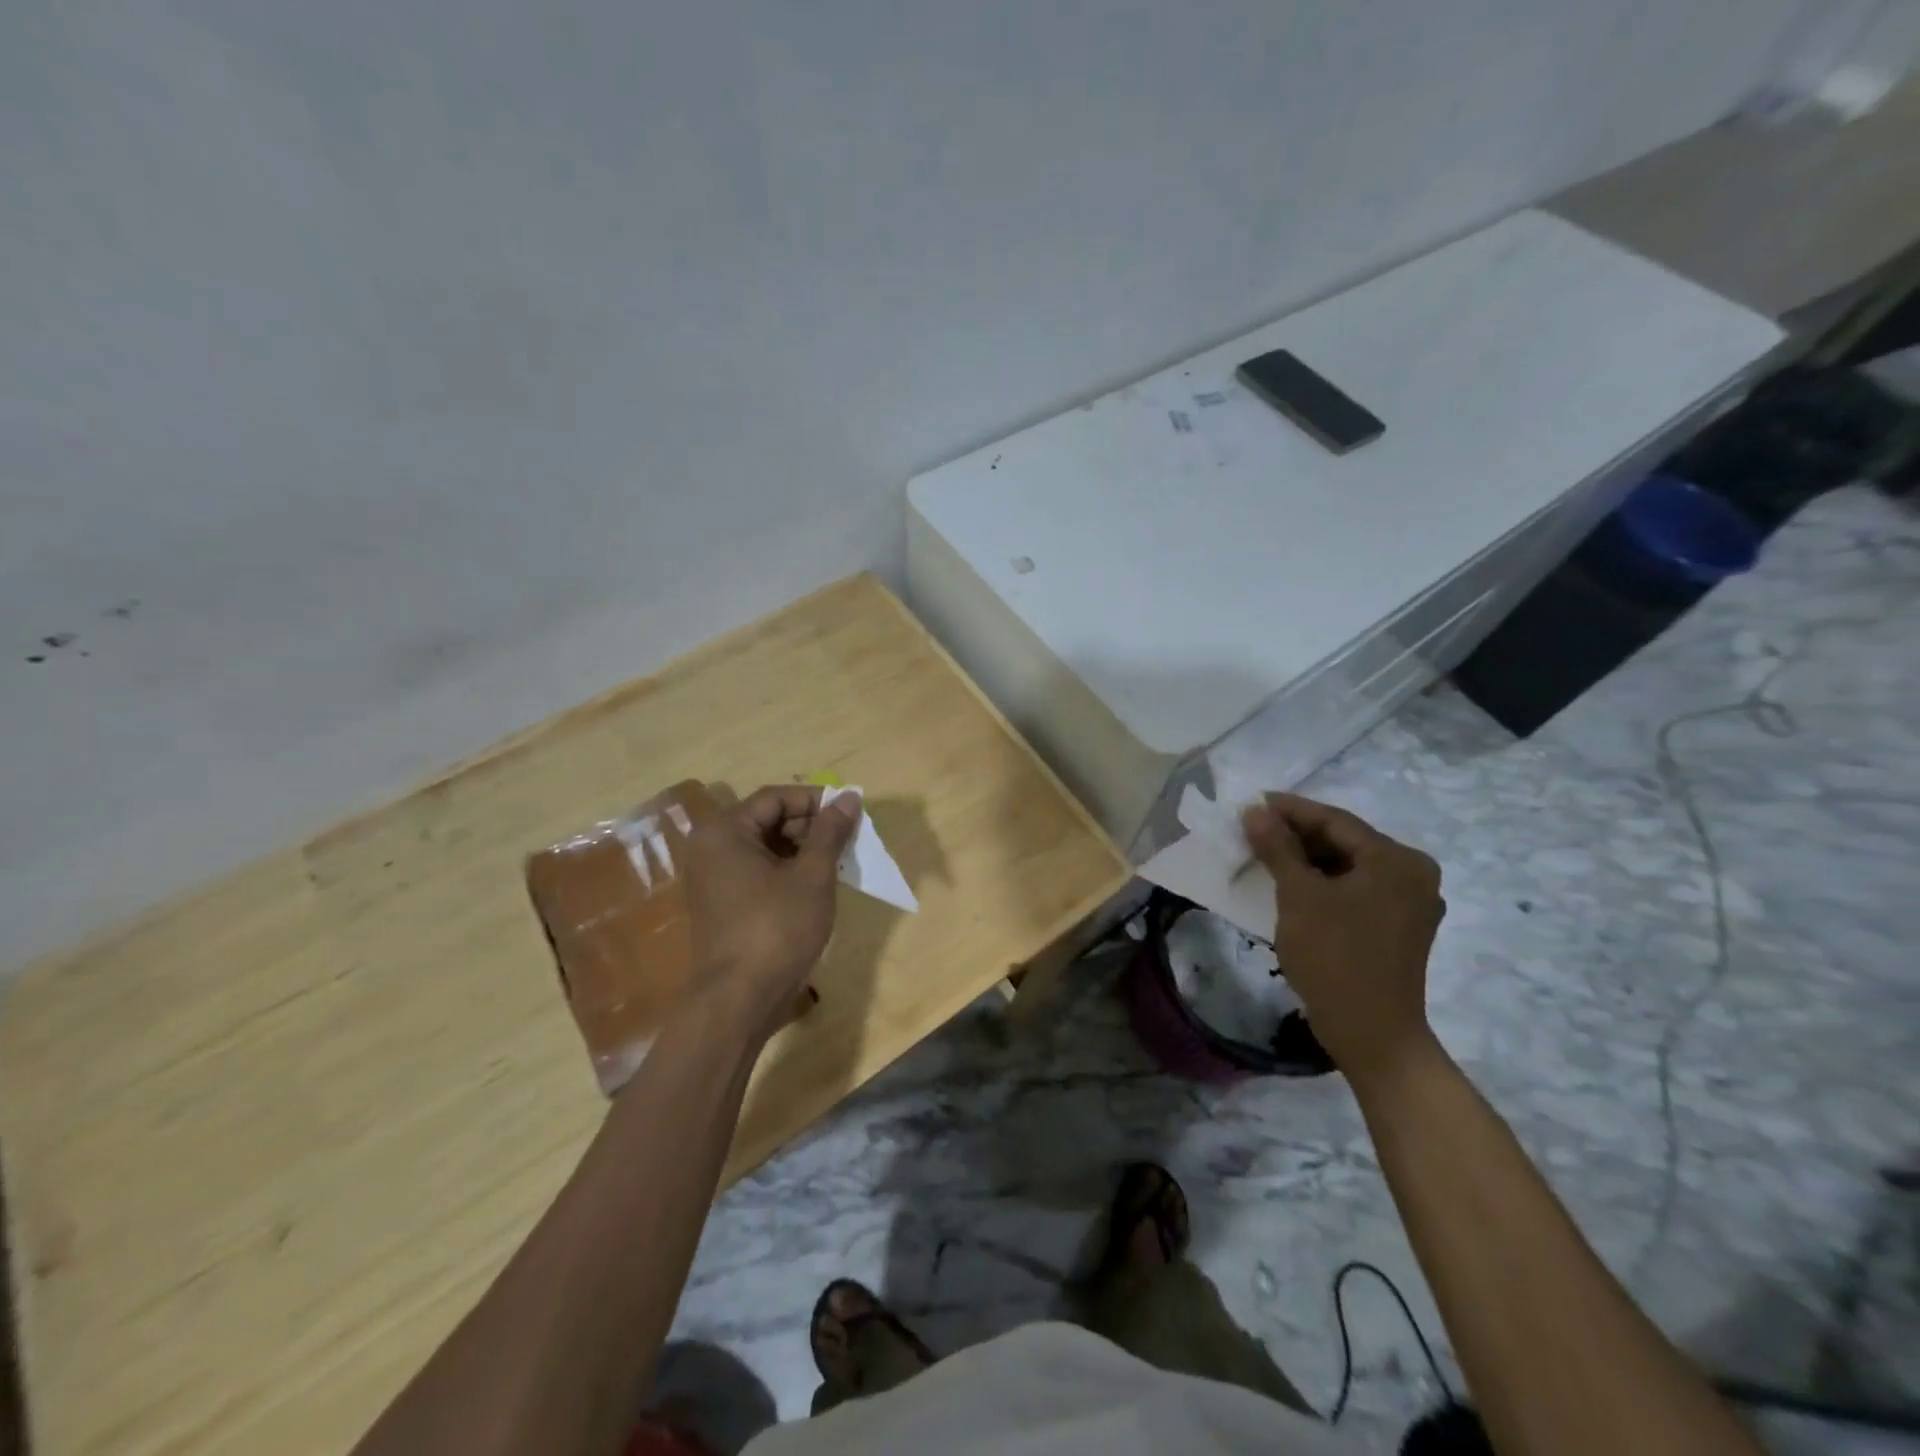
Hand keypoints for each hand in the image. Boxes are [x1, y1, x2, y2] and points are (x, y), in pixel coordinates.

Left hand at [678, 785, 861, 1040]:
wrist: (739, 1001)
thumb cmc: (777, 929)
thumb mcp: (812, 875)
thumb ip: (830, 831)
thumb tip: (849, 797)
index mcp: (725, 831)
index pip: (776, 797)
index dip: (816, 801)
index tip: (851, 814)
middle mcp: (711, 847)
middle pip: (768, 819)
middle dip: (811, 827)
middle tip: (847, 842)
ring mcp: (713, 877)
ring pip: (765, 847)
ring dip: (803, 850)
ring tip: (837, 865)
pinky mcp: (722, 903)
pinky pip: (758, 871)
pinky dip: (787, 871)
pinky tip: (816, 887)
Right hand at [1241, 792, 1444, 1081]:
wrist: (1372, 1034)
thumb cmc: (1335, 957)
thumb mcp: (1298, 896)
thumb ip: (1278, 847)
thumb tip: (1255, 811)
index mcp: (1397, 860)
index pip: (1335, 820)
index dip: (1290, 809)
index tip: (1251, 802)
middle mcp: (1413, 874)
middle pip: (1345, 841)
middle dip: (1296, 834)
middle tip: (1253, 829)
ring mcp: (1410, 903)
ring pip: (1348, 866)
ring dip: (1307, 859)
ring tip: (1264, 853)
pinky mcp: (1399, 927)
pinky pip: (1356, 889)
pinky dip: (1323, 883)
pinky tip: (1291, 883)